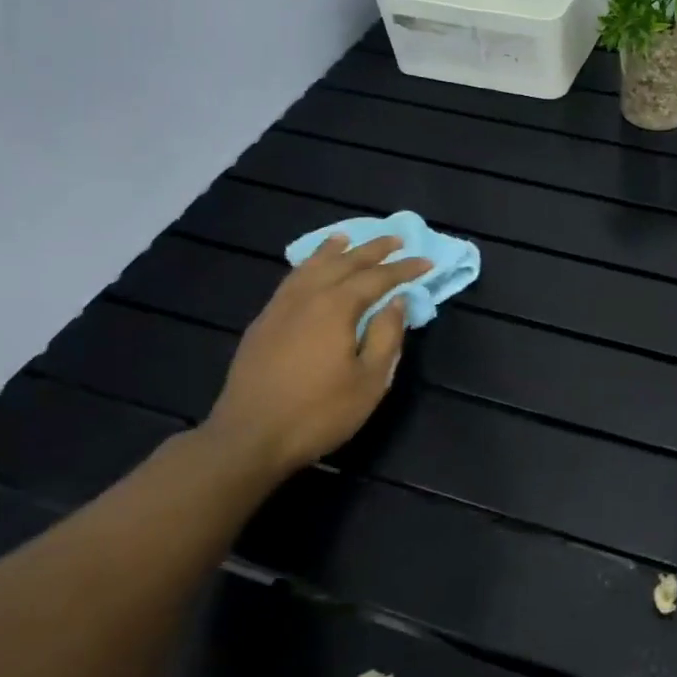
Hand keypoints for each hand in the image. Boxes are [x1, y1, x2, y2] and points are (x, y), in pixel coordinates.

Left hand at [201, 234, 431, 482]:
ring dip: (333, 251)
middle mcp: (306, 297)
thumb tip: (396, 302)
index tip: (426, 262)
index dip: (404, 269)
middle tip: (396, 240)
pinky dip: (307, 266)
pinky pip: (290, 281)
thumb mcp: (369, 380)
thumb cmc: (319, 413)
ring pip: (310, 267)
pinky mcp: (262, 323)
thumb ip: (386, 336)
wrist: (249, 437)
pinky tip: (309, 270)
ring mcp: (279, 308)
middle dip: (372, 250)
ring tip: (346, 238)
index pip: (377, 278)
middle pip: (343, 263)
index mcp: (336, 307)